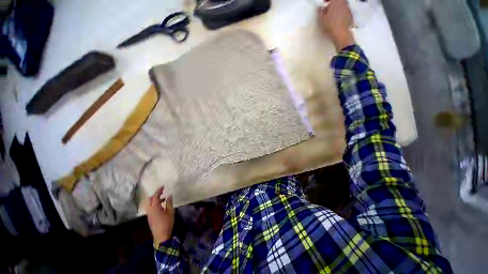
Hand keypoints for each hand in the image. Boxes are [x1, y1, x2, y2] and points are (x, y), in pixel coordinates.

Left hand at [145, 186, 174, 245]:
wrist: (161, 236)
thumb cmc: (167, 223)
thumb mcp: (170, 212)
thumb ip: (169, 203)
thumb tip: (169, 195)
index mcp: (155, 208)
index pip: (155, 196)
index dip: (159, 190)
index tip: (163, 186)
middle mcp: (150, 210)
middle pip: (149, 200)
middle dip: (155, 194)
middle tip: (162, 192)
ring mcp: (149, 214)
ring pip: (149, 204)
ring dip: (155, 200)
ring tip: (163, 199)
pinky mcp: (149, 218)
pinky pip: (150, 208)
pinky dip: (154, 204)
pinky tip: (161, 206)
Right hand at [317, 0, 354, 49]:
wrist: (341, 33)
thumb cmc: (330, 25)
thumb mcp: (321, 19)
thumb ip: (320, 11)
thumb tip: (320, 7)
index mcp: (336, 1)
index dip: (325, 0)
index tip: (322, 2)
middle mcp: (343, 2)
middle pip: (337, 0)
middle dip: (331, 3)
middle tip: (326, 8)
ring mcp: (347, 7)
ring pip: (340, 4)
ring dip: (335, 7)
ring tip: (330, 14)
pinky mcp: (350, 14)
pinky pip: (343, 9)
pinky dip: (339, 11)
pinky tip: (336, 18)